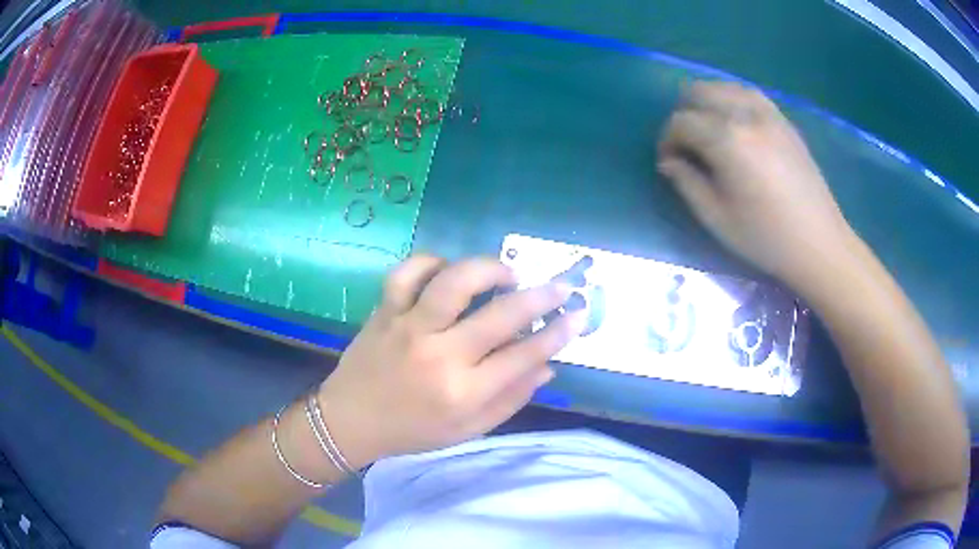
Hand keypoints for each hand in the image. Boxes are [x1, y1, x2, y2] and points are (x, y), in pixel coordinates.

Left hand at [316, 256, 586, 468]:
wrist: (350, 420)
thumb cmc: (413, 430)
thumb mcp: (468, 430)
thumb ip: (510, 399)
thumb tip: (548, 366)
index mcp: (462, 392)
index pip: (523, 356)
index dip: (557, 333)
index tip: (577, 315)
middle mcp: (438, 355)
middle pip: (500, 315)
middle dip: (540, 297)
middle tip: (559, 286)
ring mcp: (408, 327)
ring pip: (453, 282)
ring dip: (488, 269)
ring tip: (506, 273)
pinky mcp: (385, 311)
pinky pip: (407, 272)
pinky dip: (431, 262)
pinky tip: (447, 269)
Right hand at [657, 81, 855, 287]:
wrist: (819, 243)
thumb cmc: (766, 237)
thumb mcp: (716, 218)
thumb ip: (686, 182)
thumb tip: (669, 161)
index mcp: (727, 140)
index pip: (681, 122)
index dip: (666, 140)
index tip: (668, 163)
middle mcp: (746, 115)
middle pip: (699, 92)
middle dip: (683, 114)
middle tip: (685, 144)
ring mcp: (769, 114)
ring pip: (725, 87)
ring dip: (707, 102)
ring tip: (707, 130)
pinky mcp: (784, 121)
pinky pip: (750, 94)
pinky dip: (733, 100)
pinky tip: (734, 121)